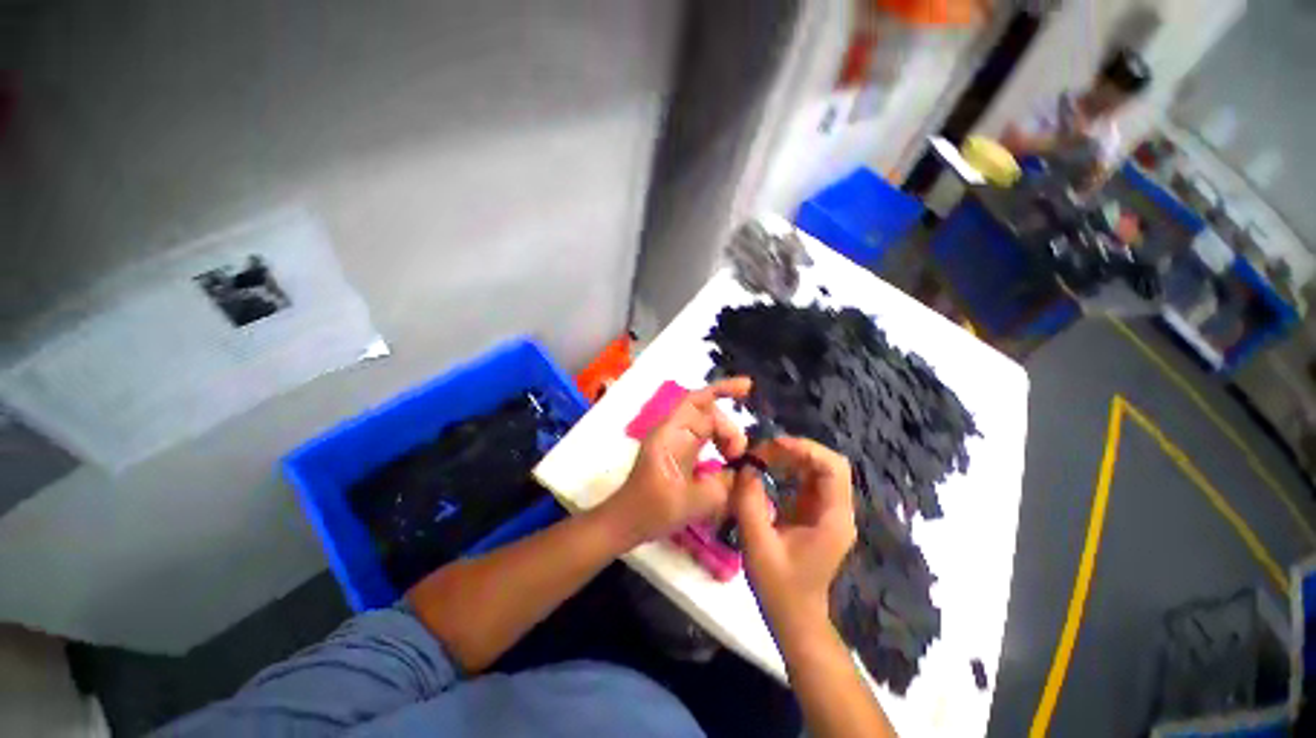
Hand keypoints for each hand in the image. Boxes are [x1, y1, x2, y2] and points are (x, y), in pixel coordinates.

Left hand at [602, 378, 750, 545]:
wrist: (626, 521)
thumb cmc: (652, 511)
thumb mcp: (691, 504)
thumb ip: (723, 486)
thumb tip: (745, 471)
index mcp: (670, 435)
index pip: (697, 402)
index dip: (722, 389)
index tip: (748, 387)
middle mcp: (673, 431)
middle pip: (706, 412)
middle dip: (728, 428)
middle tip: (739, 456)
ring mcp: (675, 439)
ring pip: (707, 423)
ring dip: (725, 436)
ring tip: (736, 459)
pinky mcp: (679, 450)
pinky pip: (704, 436)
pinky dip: (719, 441)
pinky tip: (730, 456)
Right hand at [731, 436, 855, 630]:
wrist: (795, 619)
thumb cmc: (779, 587)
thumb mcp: (757, 545)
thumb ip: (750, 502)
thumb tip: (746, 467)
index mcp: (833, 519)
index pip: (833, 467)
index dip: (805, 449)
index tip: (773, 445)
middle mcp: (838, 511)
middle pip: (827, 463)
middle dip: (795, 450)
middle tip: (762, 451)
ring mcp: (829, 512)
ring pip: (817, 468)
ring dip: (791, 457)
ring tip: (762, 457)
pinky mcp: (817, 513)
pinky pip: (808, 479)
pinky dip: (789, 468)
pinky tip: (768, 469)